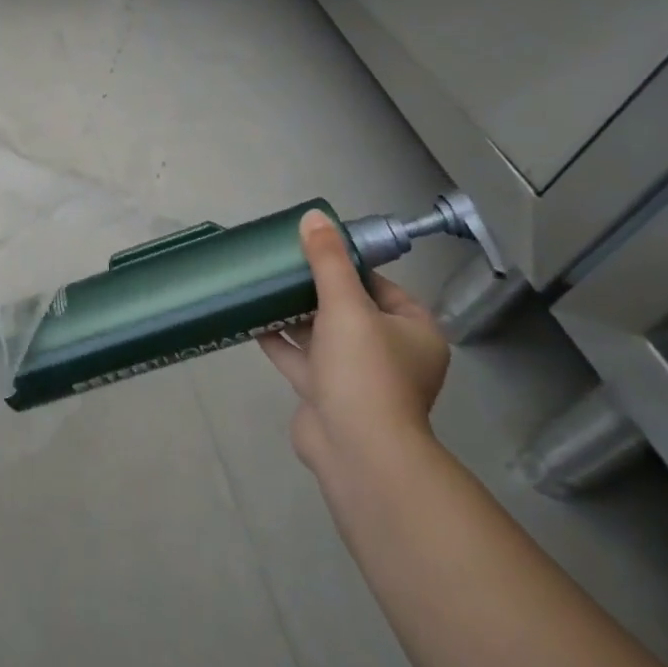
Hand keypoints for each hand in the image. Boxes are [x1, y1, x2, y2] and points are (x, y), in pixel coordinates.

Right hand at [258, 209, 449, 476]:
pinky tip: (254, 321)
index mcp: (413, 332)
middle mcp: (390, 355)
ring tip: (264, 287)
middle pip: (350, 311)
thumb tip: (314, 217)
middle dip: (316, 290)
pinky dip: (282, 342)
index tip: (315, 251)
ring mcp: (358, 379)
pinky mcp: (327, 396)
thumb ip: (328, 261)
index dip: (350, 267)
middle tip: (284, 266)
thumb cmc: (364, 371)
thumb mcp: (346, 306)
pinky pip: (303, 361)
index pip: (382, 287)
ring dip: (296, 315)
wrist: (356, 449)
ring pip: (324, 336)